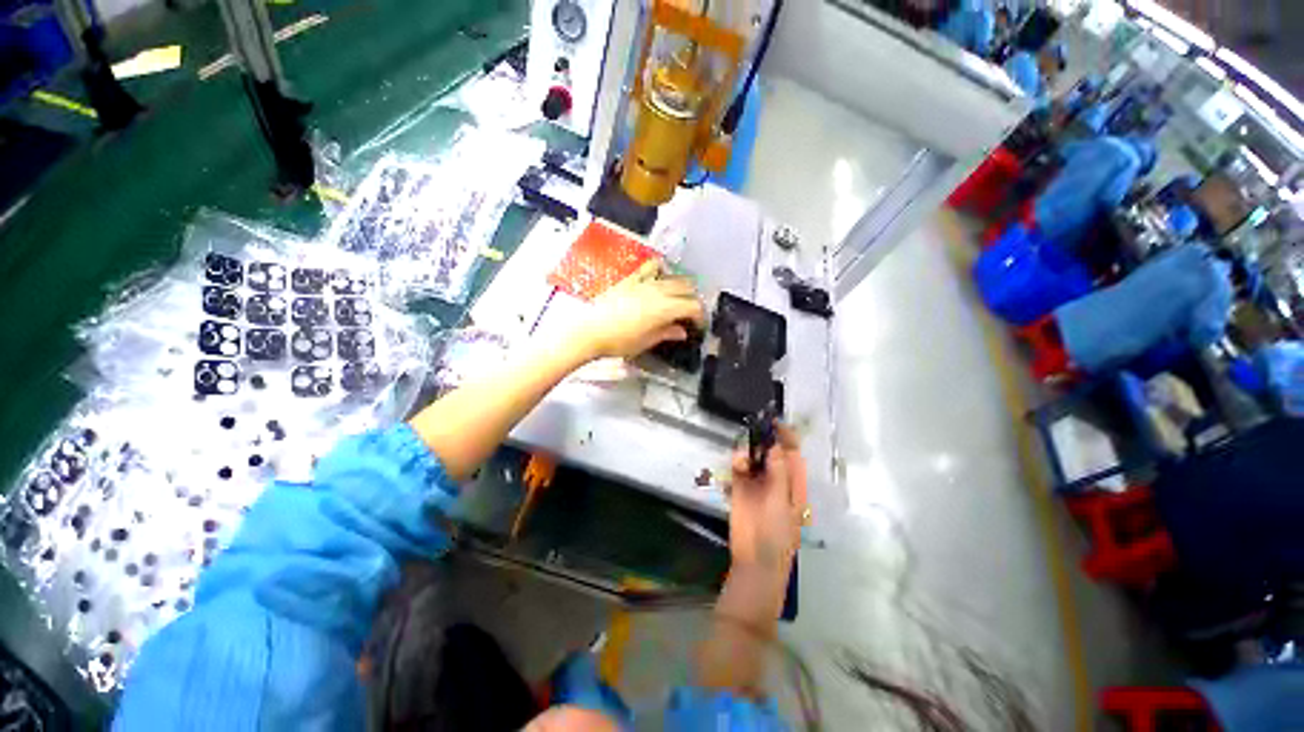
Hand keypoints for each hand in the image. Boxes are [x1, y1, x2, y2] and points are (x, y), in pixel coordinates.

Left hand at [571, 259, 705, 360]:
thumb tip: (681, 331)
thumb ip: (666, 333)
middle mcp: (659, 291)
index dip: (700, 316)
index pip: (693, 306)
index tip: (698, 326)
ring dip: (680, 286)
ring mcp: (644, 282)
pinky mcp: (631, 278)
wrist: (590, 330)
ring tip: (677, 297)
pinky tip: (659, 278)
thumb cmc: (618, 341)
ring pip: (673, 277)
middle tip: (689, 314)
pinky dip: (660, 270)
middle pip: (687, 288)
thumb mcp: (646, 342)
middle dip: (692, 300)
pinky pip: (651, 267)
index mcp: (665, 308)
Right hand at [727, 424, 807, 578]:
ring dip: (748, 453)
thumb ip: (778, 473)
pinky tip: (736, 467)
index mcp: (795, 481)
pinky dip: (736, 465)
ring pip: (753, 459)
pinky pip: (738, 471)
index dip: (785, 435)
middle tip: (752, 432)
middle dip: (762, 440)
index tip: (773, 421)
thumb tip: (774, 446)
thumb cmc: (778, 534)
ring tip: (743, 459)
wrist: (757, 560)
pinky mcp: (740, 493)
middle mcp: (777, 480)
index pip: (792, 452)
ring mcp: (758, 486)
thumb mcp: (783, 502)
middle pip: (770, 451)